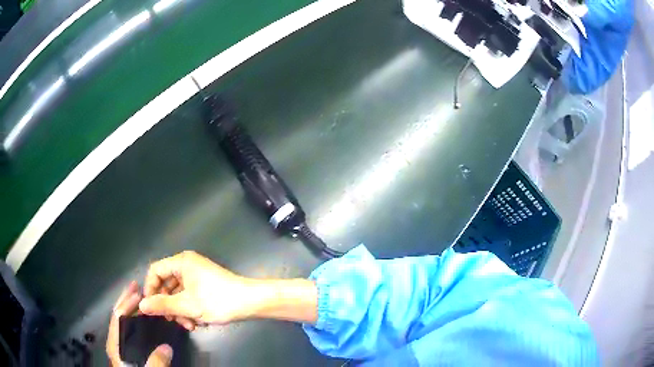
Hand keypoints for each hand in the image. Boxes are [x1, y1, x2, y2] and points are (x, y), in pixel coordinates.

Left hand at [107, 281, 173, 366]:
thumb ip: (156, 362)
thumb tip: (166, 347)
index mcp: (115, 344)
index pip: (118, 317)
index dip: (127, 303)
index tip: (138, 293)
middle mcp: (114, 340)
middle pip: (117, 315)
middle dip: (125, 299)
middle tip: (135, 285)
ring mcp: (119, 344)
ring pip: (121, 321)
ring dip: (128, 306)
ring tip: (138, 296)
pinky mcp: (125, 348)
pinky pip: (127, 328)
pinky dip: (132, 318)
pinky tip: (140, 317)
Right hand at [139, 251, 318, 329]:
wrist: (251, 302)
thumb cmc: (217, 301)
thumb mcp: (187, 305)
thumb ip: (162, 305)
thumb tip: (141, 305)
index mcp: (181, 262)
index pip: (155, 271)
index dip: (150, 288)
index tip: (151, 307)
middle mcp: (187, 265)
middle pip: (167, 284)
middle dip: (169, 305)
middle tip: (173, 321)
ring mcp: (197, 275)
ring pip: (179, 293)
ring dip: (181, 310)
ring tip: (190, 326)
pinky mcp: (205, 285)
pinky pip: (190, 296)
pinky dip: (190, 309)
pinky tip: (198, 323)